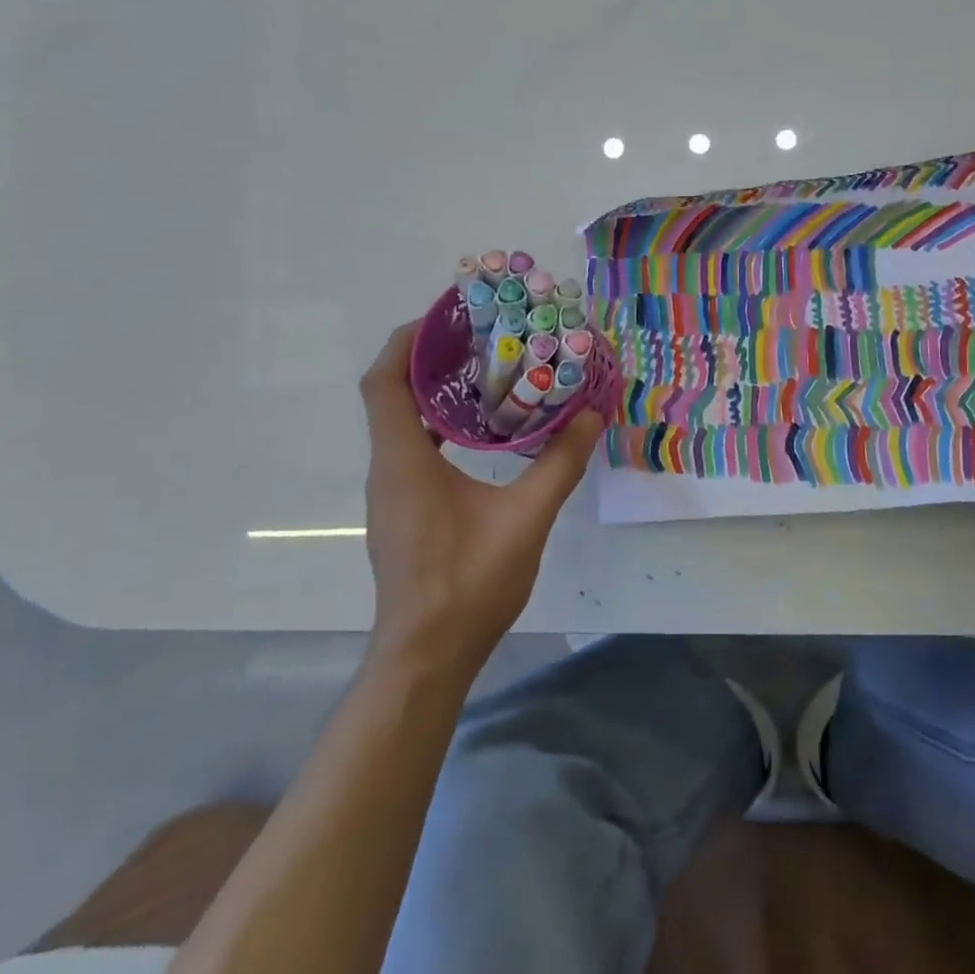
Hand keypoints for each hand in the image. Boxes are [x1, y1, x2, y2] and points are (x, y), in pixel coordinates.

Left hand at [358, 321, 604, 679]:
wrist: (427, 656)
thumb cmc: (469, 583)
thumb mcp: (527, 518)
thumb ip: (560, 463)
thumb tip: (591, 415)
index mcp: (404, 461)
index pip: (383, 383)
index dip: (407, 342)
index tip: (447, 318)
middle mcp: (388, 469)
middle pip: (390, 394)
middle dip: (428, 359)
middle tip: (480, 338)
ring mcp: (392, 493)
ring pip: (400, 422)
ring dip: (433, 392)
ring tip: (486, 374)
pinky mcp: (402, 511)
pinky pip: (411, 448)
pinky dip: (437, 425)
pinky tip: (480, 432)